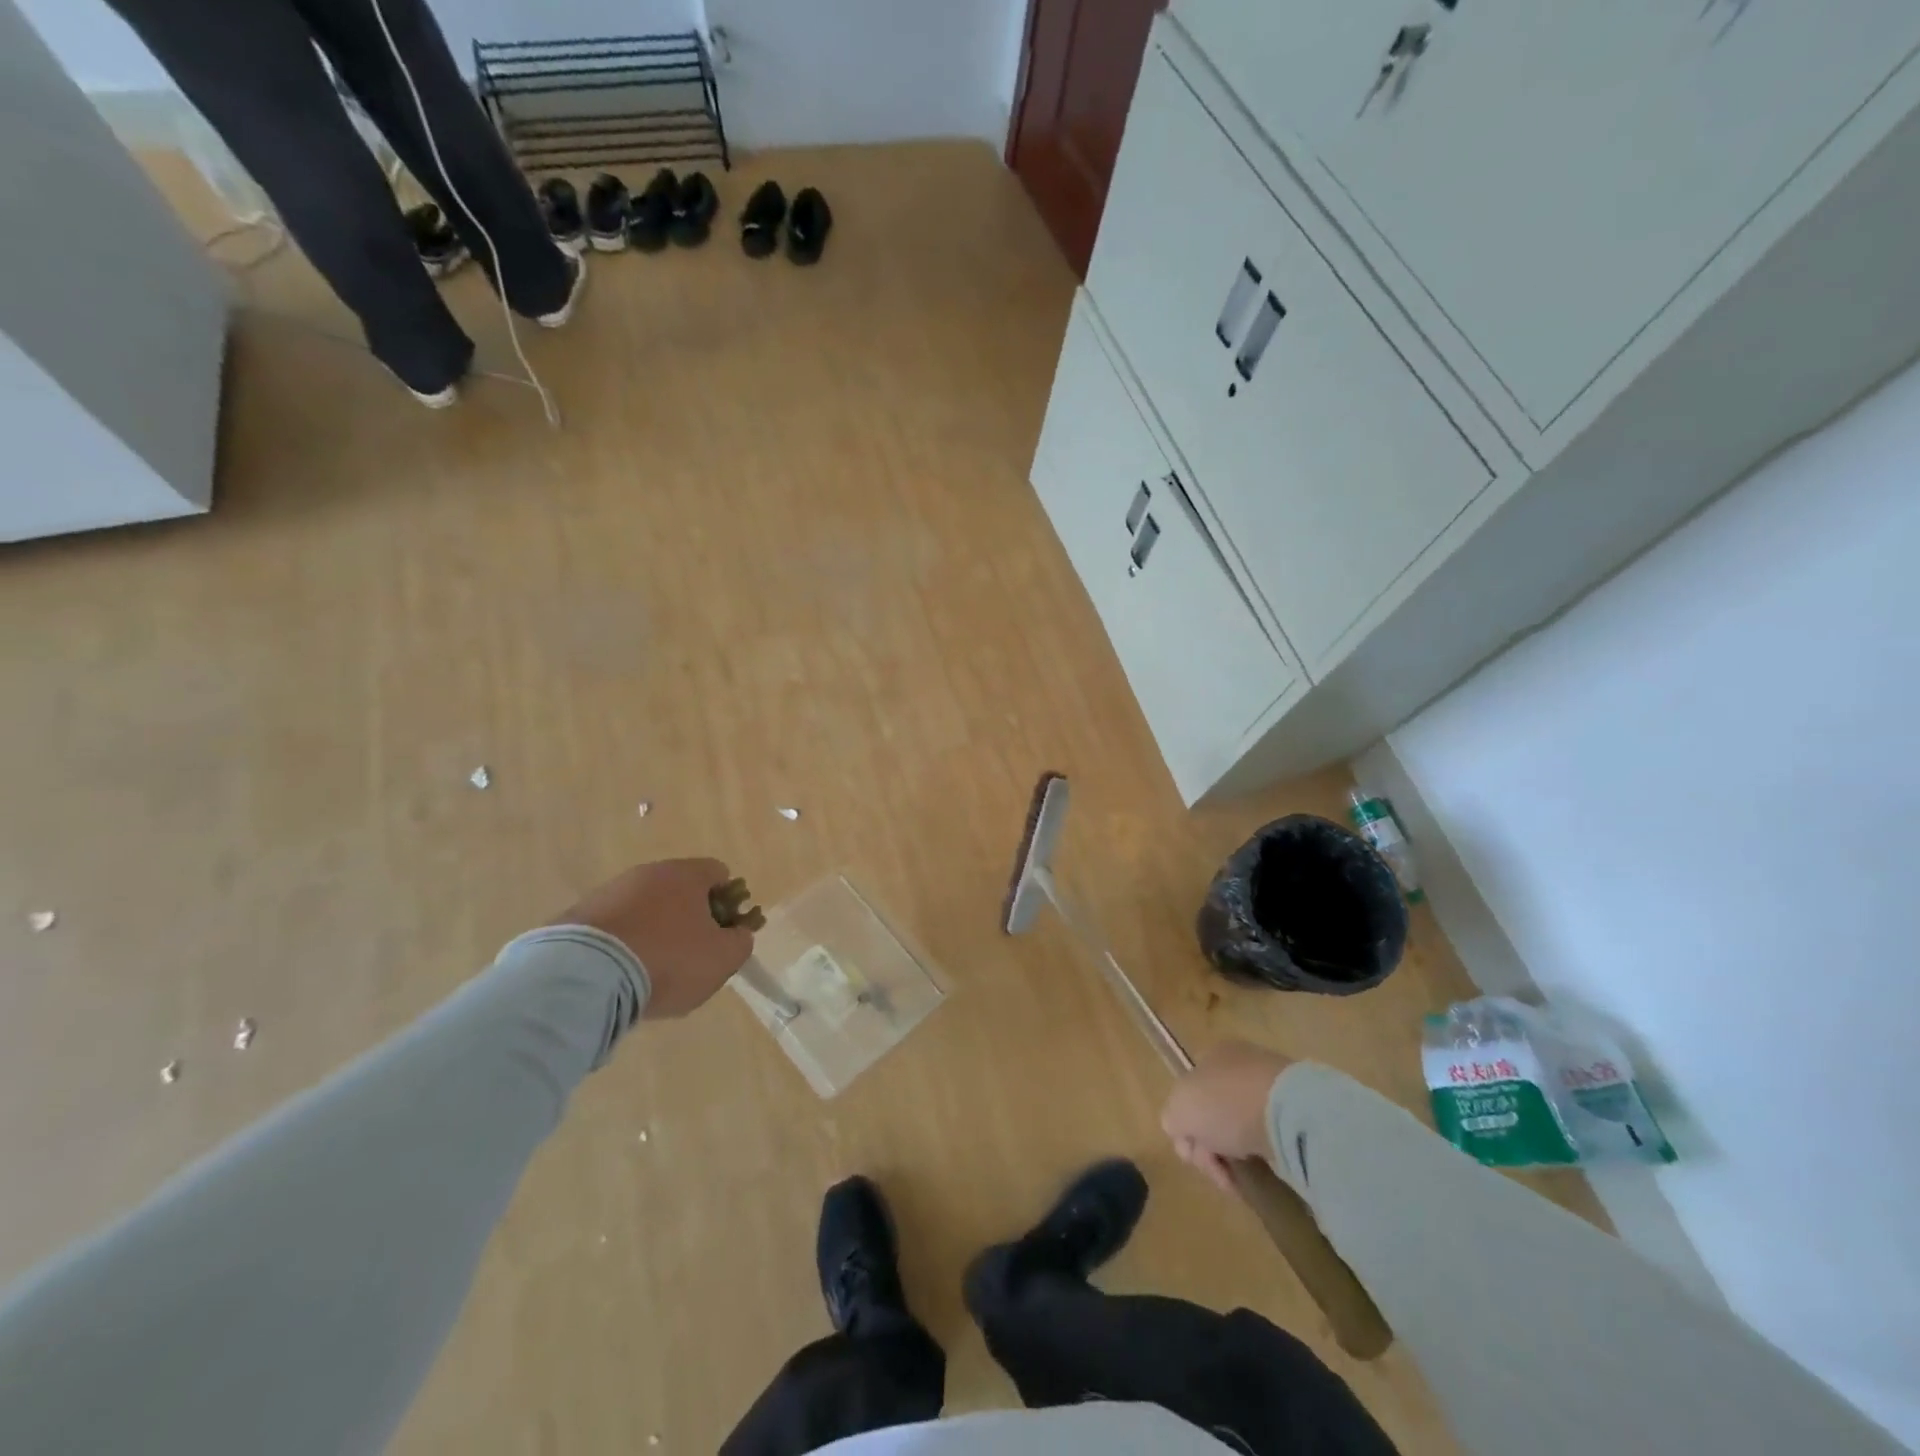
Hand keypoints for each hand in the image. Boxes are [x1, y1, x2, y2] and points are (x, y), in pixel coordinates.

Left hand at [552, 858, 753, 1018]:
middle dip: (689, 917)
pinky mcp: (577, 915)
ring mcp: (609, 891)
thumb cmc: (667, 960)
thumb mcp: (722, 959)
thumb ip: (739, 942)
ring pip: (644, 907)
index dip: (729, 902)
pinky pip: (613, 926)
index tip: (724, 932)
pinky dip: (621, 943)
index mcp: (687, 874)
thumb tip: (737, 934)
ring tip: (650, 970)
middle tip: (691, 954)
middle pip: (680, 889)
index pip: (719, 873)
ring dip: (653, 929)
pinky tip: (619, 973)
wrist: (584, 977)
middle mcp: (648, 872)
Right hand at [1161, 1039, 1292, 1191]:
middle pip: (1214, 1113)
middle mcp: (1240, 1064)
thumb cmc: (1225, 1104)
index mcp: (1212, 1054)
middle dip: (1211, 1145)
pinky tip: (1265, 1168)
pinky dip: (1264, 1156)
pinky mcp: (1298, 1113)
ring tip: (1243, 1176)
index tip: (1194, 1153)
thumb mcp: (1178, 1111)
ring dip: (1237, 1154)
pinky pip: (1269, 1138)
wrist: (1289, 1114)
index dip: (1186, 1127)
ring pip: (1241, 1128)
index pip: (1189, 1093)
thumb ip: (1172, 1119)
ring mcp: (1271, 1087)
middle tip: (1219, 1169)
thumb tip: (1182, 1132)